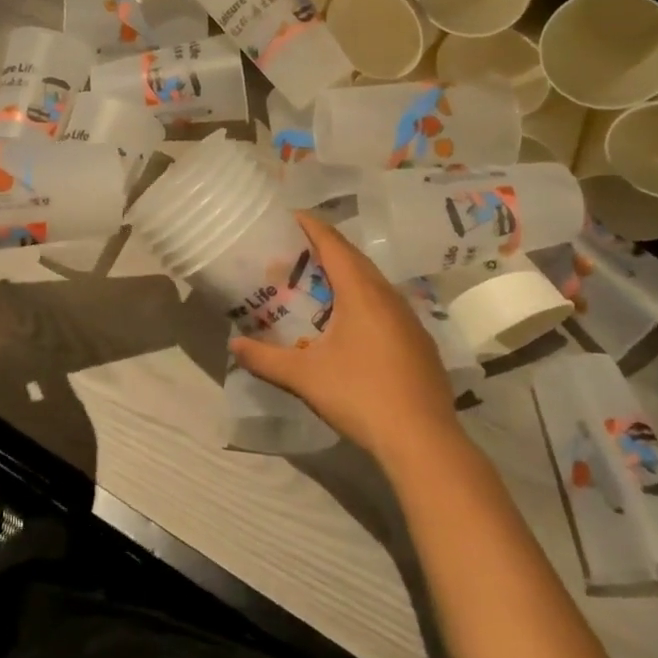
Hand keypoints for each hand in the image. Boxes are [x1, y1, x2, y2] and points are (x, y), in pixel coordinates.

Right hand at [230, 212, 462, 466]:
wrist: (423, 441)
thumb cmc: (360, 396)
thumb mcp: (304, 377)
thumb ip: (265, 358)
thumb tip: (234, 346)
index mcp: (362, 293)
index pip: (334, 244)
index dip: (311, 226)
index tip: (289, 216)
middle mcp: (388, 296)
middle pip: (355, 259)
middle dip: (325, 249)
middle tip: (295, 252)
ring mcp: (409, 319)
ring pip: (373, 283)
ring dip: (346, 276)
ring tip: (318, 284)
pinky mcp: (419, 342)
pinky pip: (386, 306)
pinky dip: (363, 300)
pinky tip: (350, 325)